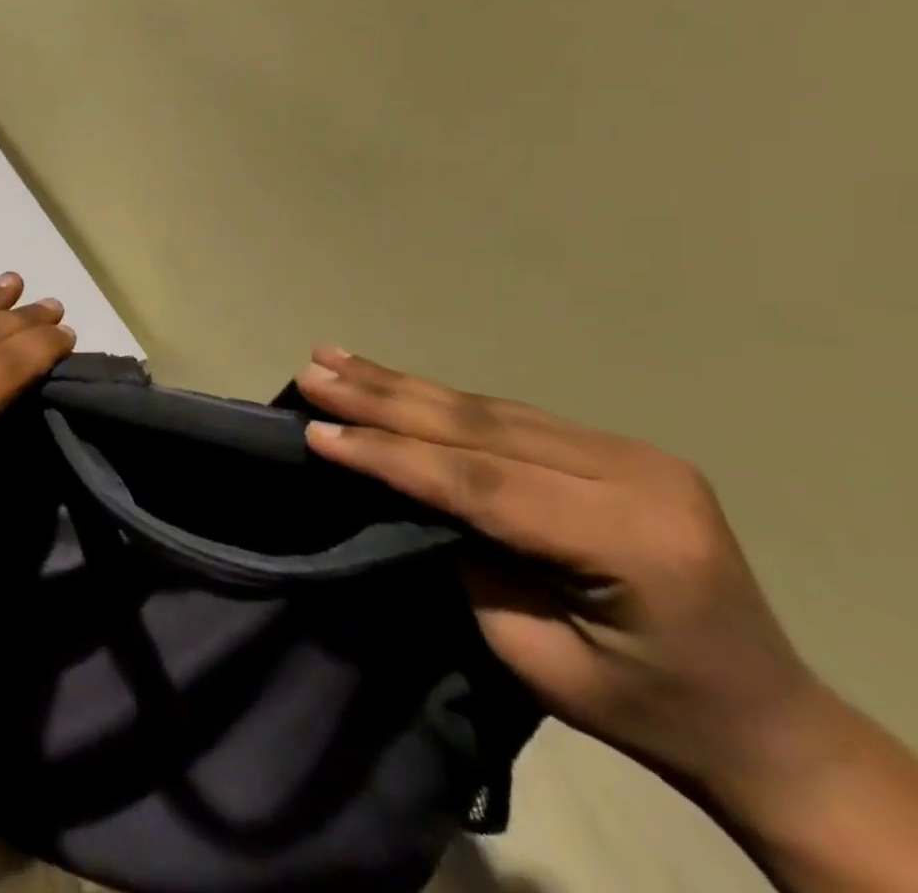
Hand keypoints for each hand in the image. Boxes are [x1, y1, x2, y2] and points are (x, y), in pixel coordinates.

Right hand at [295, 346, 818, 808]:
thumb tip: (399, 490)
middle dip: (382, 399)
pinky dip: (439, 398)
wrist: (764, 718)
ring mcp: (630, 451)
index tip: (317, 432)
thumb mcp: (538, 656)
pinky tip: (391, 379)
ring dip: (400, 385)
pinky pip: (506, 415)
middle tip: (312, 372)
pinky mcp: (613, 445)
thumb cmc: (644, 707)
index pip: (482, 482)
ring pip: (486, 410)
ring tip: (330, 358)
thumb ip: (469, 560)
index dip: (391, 455)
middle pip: (480, 428)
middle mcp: (637, 476)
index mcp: (634, 540)